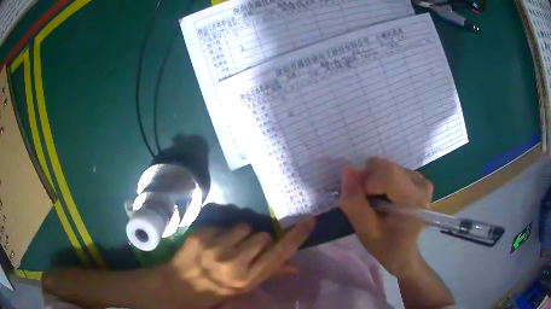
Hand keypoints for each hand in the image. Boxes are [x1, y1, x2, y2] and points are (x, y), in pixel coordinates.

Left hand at [154, 218, 314, 307]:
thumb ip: (269, 274)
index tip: (309, 221)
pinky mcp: (202, 234)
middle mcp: (233, 262)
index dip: (296, 237)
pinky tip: (213, 244)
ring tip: (228, 246)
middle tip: (246, 251)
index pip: (279, 254)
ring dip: (241, 235)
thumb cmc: (214, 291)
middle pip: (262, 236)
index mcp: (246, 279)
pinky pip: (224, 225)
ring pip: (244, 227)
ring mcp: (215, 246)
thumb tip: (294, 266)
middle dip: (258, 242)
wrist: (178, 285)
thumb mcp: (243, 288)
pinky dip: (223, 233)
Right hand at [338, 157, 432, 278]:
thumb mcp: (365, 231)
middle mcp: (421, 185)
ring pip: (389, 167)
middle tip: (365, 201)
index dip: (367, 181)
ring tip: (376, 202)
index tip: (360, 199)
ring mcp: (422, 181)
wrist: (404, 253)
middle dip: (369, 180)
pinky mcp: (420, 179)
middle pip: (388, 167)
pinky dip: (383, 181)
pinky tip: (385, 198)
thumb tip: (347, 170)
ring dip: (375, 181)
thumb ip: (354, 203)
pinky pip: (394, 170)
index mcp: (413, 201)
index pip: (388, 174)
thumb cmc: (385, 246)